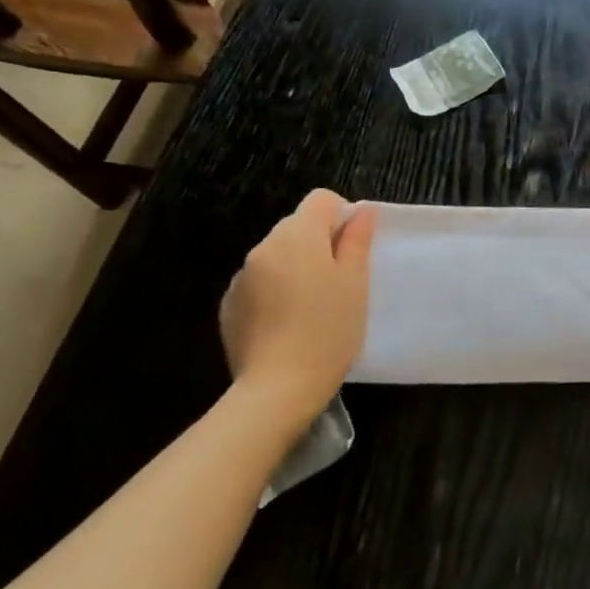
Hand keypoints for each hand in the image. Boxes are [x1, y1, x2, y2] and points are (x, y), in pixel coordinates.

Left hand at [219, 190, 376, 432]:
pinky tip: (288, 324)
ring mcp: (241, 277)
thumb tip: (360, 212)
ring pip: (278, 256)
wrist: (277, 389)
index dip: (343, 217)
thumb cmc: (328, 329)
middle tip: (339, 283)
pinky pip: (260, 283)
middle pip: (298, 227)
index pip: (322, 200)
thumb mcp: (355, 282)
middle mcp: (263, 248)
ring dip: (297, 268)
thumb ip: (356, 241)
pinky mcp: (229, 306)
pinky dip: (276, 292)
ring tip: (313, 307)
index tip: (353, 251)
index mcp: (297, 236)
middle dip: (320, 244)